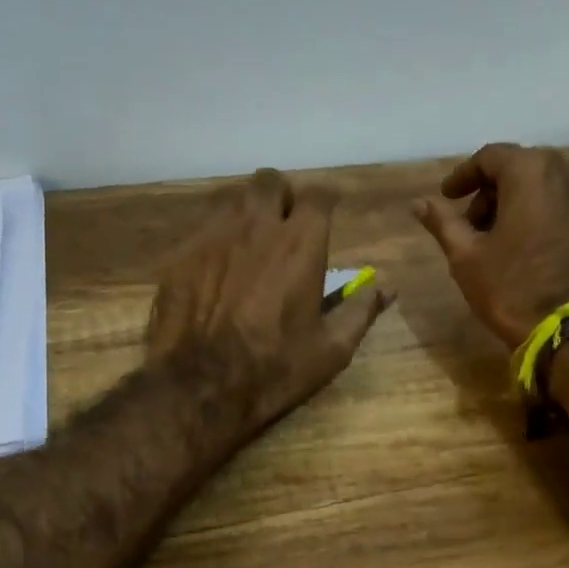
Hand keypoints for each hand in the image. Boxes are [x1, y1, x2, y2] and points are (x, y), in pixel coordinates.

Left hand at [149, 168, 391, 429]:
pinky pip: (201, 229)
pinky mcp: (181, 254)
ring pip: (232, 198)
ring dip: (246, 212)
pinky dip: (215, 239)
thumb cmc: (275, 369)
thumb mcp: (331, 349)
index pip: (319, 196)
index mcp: (301, 243)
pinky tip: (215, 268)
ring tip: (249, 241)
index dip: (325, 202)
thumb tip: (387, 289)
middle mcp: (257, 225)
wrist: (200, 385)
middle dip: (281, 196)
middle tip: (284, 224)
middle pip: (270, 181)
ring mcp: (213, 235)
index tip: (327, 214)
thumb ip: (360, 312)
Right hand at [413, 144, 568, 347]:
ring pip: (539, 185)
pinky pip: (556, 202)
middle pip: (517, 167)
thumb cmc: (511, 287)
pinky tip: (517, 244)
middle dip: (488, 190)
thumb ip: (443, 222)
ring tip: (490, 237)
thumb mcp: (466, 255)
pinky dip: (533, 212)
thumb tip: (419, 203)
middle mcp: (564, 173)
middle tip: (467, 222)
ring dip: (510, 202)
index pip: (490, 157)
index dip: (463, 176)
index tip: (446, 197)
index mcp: (530, 172)